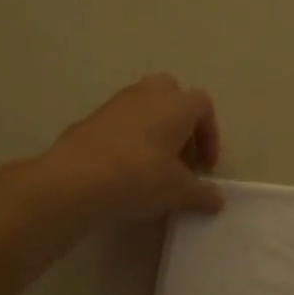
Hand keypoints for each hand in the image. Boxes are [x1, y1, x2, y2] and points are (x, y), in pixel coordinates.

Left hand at [45, 75, 223, 222]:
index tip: (205, 166)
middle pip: (172, 94)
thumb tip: (217, 200)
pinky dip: (128, 139)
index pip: (203, 105)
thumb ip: (202, 194)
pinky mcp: (91, 118)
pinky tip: (123, 170)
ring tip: (153, 165)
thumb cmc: (139, 177)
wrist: (76, 180)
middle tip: (180, 156)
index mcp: (175, 104)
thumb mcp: (178, 191)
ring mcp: (115, 103)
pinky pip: (119, 122)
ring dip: (154, 129)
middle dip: (180, 122)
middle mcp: (147, 94)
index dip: (210, 134)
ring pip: (144, 106)